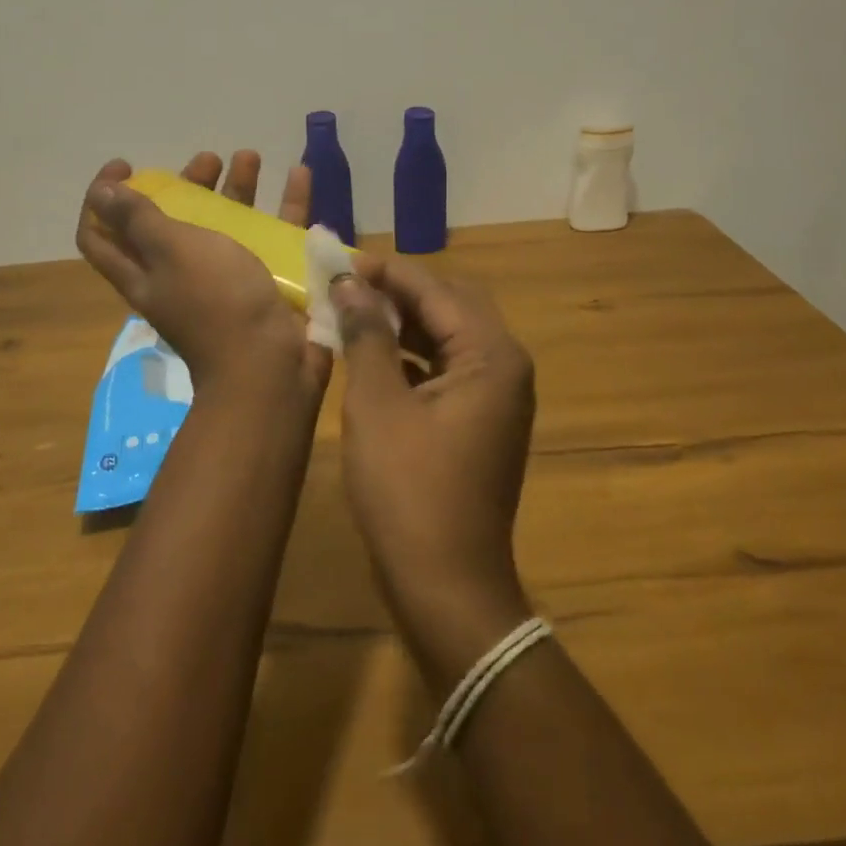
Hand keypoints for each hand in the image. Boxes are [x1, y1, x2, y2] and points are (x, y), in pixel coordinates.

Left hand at [75, 151, 330, 396]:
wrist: (271, 365)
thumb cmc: (217, 303)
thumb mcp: (173, 251)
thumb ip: (139, 220)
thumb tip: (100, 195)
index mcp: (144, 271)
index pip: (100, 235)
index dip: (102, 200)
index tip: (126, 166)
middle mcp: (180, 275)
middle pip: (173, 222)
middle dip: (186, 185)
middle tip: (207, 161)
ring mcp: (227, 279)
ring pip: (227, 224)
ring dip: (236, 188)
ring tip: (250, 157)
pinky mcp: (267, 282)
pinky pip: (275, 235)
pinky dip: (286, 206)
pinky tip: (300, 175)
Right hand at [331, 257, 535, 627]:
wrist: (446, 584)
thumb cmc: (408, 490)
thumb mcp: (377, 405)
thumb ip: (366, 336)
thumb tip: (349, 285)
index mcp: (491, 356)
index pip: (436, 290)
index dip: (386, 272)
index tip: (340, 261)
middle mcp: (504, 366)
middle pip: (450, 305)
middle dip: (397, 292)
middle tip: (346, 287)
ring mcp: (496, 396)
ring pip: (447, 337)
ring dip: (403, 323)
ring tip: (351, 313)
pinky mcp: (481, 420)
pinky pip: (446, 368)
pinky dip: (411, 356)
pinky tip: (372, 356)